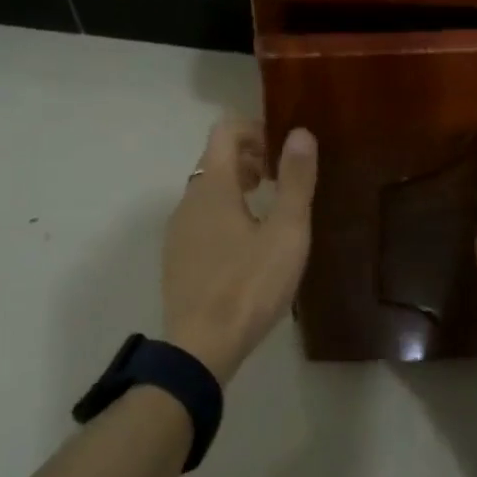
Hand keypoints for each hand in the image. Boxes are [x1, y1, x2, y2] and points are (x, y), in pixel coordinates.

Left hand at [162, 117, 317, 383]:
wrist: (201, 346)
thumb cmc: (250, 285)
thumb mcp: (286, 232)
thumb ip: (295, 180)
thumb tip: (300, 133)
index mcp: (212, 185)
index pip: (225, 130)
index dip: (255, 130)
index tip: (282, 153)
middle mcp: (188, 199)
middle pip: (215, 158)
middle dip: (249, 158)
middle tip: (280, 182)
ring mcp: (178, 229)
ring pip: (207, 190)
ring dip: (237, 186)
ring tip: (268, 213)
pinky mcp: (176, 255)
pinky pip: (200, 217)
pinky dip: (223, 213)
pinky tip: (246, 247)